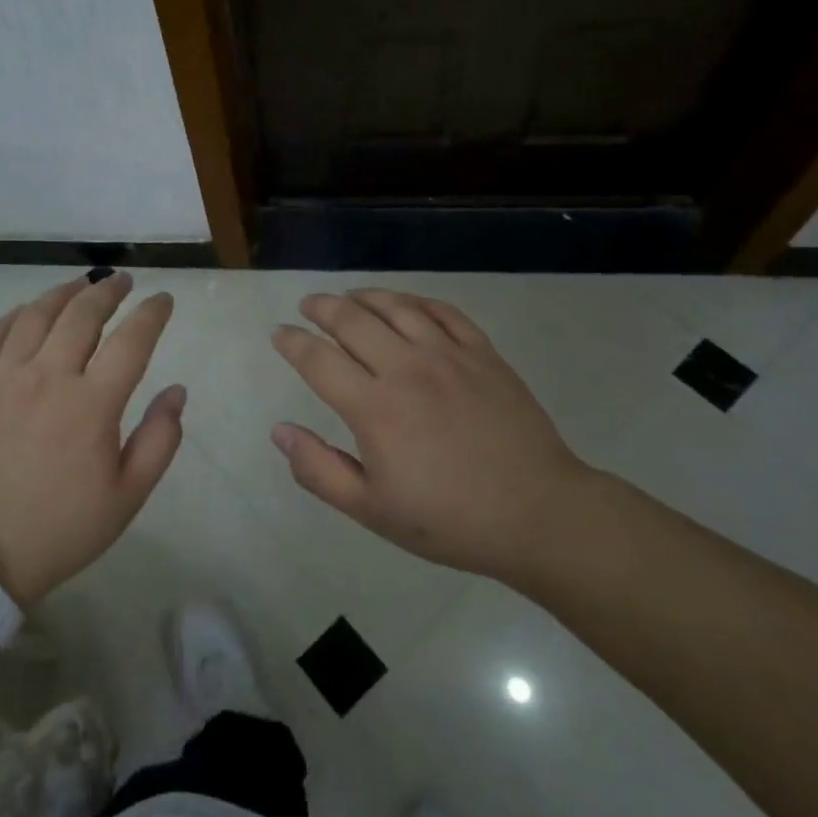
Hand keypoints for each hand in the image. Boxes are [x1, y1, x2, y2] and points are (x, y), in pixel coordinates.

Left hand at [0, 273, 183, 602]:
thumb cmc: (61, 528)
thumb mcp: (127, 497)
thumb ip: (160, 440)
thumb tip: (176, 391)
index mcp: (91, 404)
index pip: (131, 340)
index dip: (152, 314)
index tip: (163, 300)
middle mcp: (48, 377)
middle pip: (82, 314)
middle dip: (108, 291)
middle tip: (123, 281)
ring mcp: (3, 378)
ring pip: (37, 315)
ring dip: (64, 293)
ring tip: (82, 285)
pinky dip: (16, 315)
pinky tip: (29, 312)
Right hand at [270, 289, 594, 580]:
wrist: (538, 513)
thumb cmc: (449, 519)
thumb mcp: (372, 510)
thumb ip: (319, 469)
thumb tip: (280, 431)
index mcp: (375, 408)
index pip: (318, 360)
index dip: (292, 342)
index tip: (279, 334)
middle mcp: (407, 369)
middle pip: (352, 320)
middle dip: (321, 307)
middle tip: (307, 305)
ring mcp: (449, 356)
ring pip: (396, 307)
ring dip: (365, 296)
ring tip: (349, 297)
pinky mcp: (483, 354)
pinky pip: (443, 312)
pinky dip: (416, 301)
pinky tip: (405, 304)